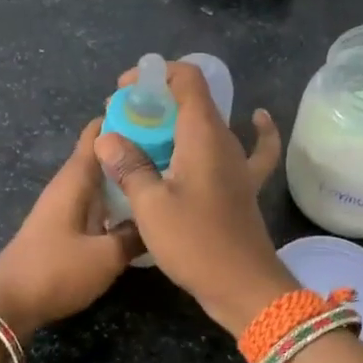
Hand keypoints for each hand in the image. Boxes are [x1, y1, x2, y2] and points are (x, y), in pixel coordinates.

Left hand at [0, 120, 144, 339]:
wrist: (7, 305)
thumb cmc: (56, 271)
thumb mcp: (107, 256)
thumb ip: (136, 235)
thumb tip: (158, 219)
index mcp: (76, 178)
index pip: (99, 132)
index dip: (126, 117)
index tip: (161, 112)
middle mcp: (69, 185)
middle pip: (104, 155)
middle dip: (135, 149)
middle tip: (178, 149)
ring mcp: (65, 207)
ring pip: (102, 182)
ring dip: (127, 178)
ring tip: (166, 178)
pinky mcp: (64, 229)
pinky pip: (98, 204)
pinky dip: (118, 202)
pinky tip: (141, 213)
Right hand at [95, 60, 295, 333]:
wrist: (243, 286)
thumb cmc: (195, 243)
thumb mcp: (151, 206)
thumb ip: (129, 166)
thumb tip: (108, 139)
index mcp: (203, 135)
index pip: (186, 78)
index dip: (154, 75)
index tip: (125, 92)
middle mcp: (225, 141)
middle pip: (194, 100)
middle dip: (156, 102)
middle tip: (125, 121)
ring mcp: (238, 164)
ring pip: (209, 126)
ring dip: (179, 123)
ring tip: (148, 134)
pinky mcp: (243, 186)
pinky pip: (252, 149)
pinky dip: (253, 132)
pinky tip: (253, 121)